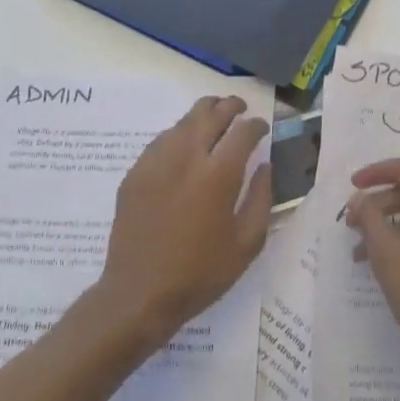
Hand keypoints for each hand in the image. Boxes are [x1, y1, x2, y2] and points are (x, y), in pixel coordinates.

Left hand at [96, 96, 272, 342]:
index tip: (262, 128)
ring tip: (214, 118)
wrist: (139, 294)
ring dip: (203, 114)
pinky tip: (184, 145)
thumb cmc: (201, 273)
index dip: (257, 125)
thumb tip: (264, 166)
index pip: (243, 132)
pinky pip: (161, 140)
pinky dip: (179, 133)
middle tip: (240, 108)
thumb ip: (262, 198)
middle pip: (211, 113)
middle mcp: (187, 157)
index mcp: (219, 174)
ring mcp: (157, 162)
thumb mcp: (247, 243)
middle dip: (230, 106)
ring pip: (183, 121)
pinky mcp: (135, 173)